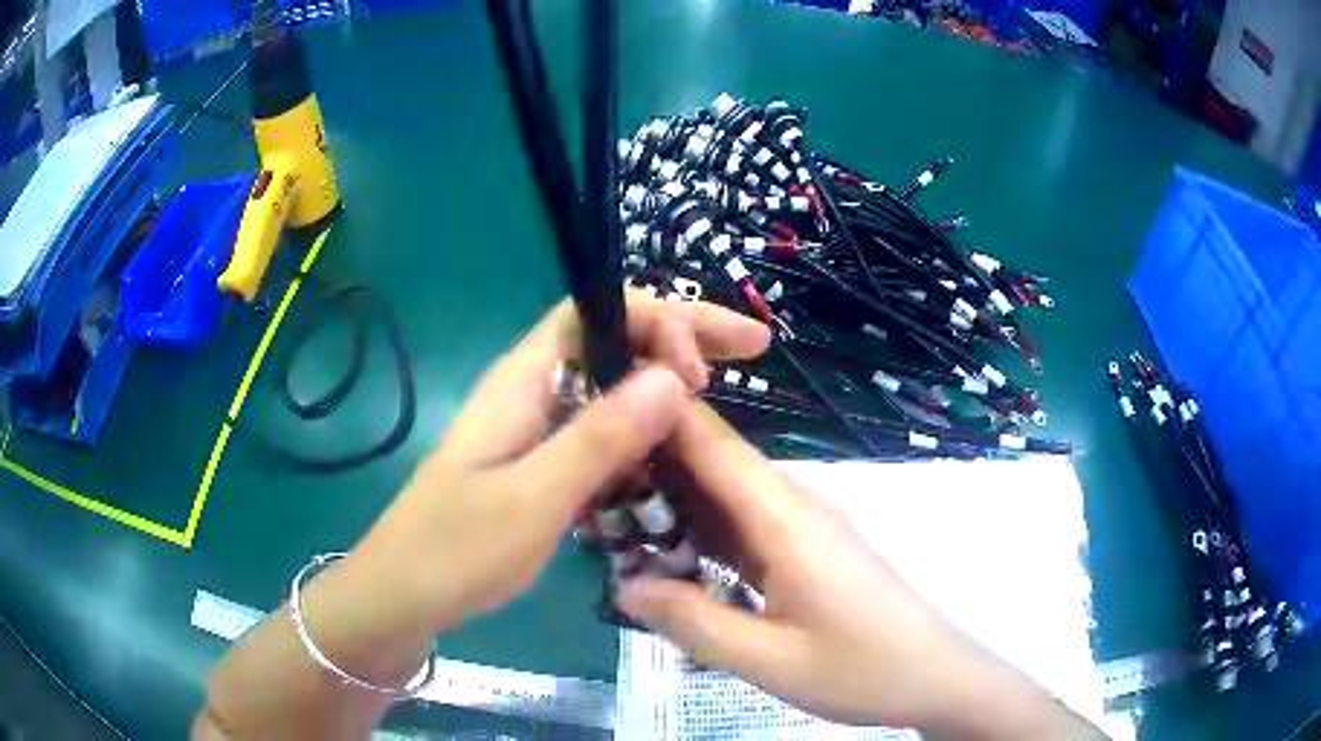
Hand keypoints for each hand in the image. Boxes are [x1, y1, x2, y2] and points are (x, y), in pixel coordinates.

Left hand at [351, 291, 768, 631]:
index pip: (599, 309)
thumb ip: (602, 437)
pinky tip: (675, 451)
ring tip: (722, 395)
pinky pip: (603, 428)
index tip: (703, 369)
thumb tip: (675, 375)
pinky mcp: (539, 461)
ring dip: (667, 382)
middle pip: (614, 337)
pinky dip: (645, 429)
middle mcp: (533, 389)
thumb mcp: (534, 498)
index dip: (660, 320)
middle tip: (750, 350)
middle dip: (682, 336)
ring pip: (613, 384)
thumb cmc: (457, 549)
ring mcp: (536, 427)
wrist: (403, 595)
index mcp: (524, 379)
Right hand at [618, 407, 1100, 738]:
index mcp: (786, 519)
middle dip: (648, 470)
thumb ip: (693, 623)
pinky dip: (704, 535)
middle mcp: (795, 506)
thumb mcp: (769, 662)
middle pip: (712, 465)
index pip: (711, 442)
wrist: (936, 675)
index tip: (595, 414)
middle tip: (585, 492)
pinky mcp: (809, 549)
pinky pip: (746, 527)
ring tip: (611, 522)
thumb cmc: (862, 670)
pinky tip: (671, 557)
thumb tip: (624, 584)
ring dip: (673, 506)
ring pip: (726, 497)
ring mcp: (805, 527)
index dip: (655, 416)